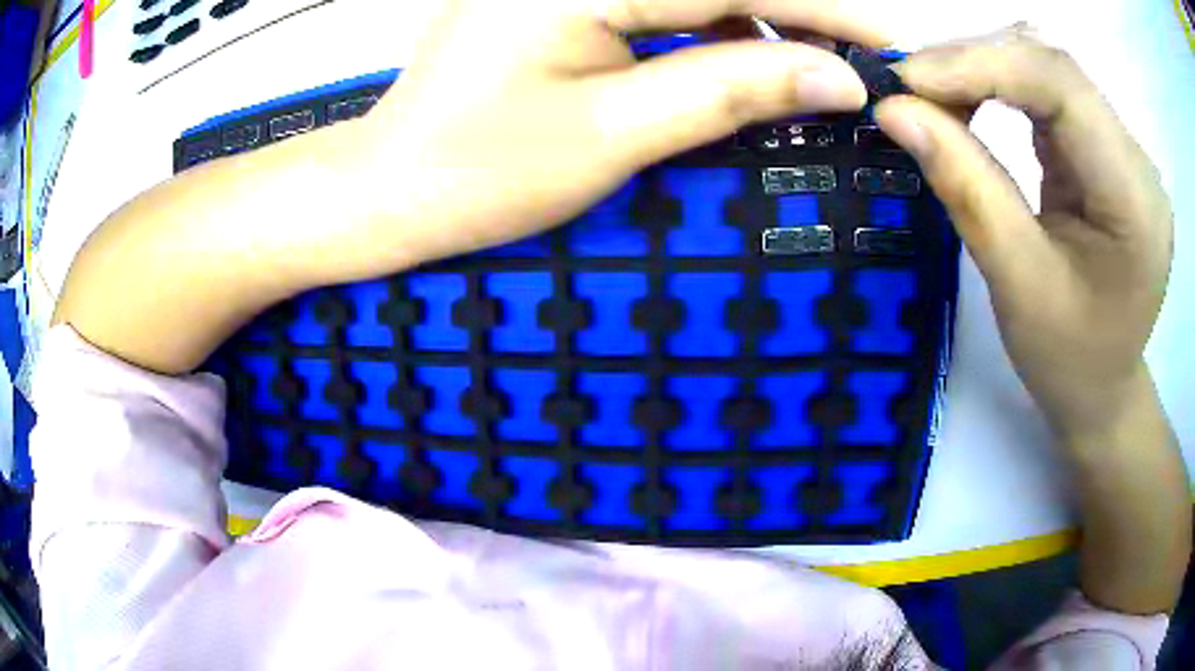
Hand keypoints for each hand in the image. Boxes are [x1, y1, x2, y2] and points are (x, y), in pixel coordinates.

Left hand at [337, 0, 887, 276]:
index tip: (881, 44)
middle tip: (849, 65)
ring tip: (800, 72)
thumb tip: (834, 79)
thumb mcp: (614, 133)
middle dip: (791, 15)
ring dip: (751, 22)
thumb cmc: (477, 174)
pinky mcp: (549, 1)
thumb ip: (731, 89)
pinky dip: (703, 27)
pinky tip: (730, 60)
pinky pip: (650, 1)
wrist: (388, 192)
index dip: (819, 10)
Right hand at [874, 26, 1173, 441]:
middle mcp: (1138, 161)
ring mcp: (1124, 150)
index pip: (1061, 87)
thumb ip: (966, 188)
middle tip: (911, 87)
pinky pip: (1050, 92)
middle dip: (976, 61)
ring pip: (1047, 69)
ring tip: (934, 95)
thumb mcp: (1017, 286)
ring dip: (984, 68)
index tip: (908, 80)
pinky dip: (1001, 86)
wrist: (1103, 392)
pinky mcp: (1106, 149)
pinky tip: (970, 103)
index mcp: (1135, 201)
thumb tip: (895, 111)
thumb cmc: (1068, 361)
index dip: (981, 63)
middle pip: (1054, 67)